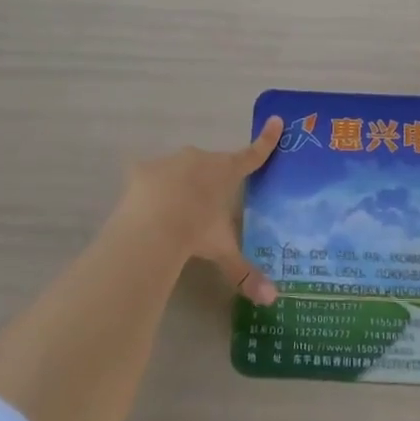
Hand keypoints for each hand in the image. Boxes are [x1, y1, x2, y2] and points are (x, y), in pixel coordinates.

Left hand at [113, 117, 283, 304]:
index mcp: (226, 172)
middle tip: (204, 206)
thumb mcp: (223, 251)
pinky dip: (150, 189)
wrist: (152, 226)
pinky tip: (146, 210)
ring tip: (173, 213)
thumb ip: (245, 273)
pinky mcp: (143, 169)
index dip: (266, 140)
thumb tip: (272, 300)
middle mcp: (201, 159)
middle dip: (209, 179)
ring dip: (180, 184)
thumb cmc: (197, 232)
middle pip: (210, 164)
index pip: (252, 155)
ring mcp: (171, 161)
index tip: (276, 120)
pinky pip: (150, 177)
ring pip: (180, 169)